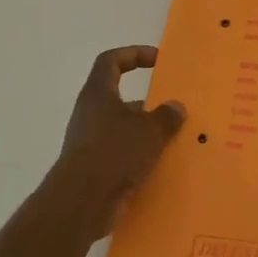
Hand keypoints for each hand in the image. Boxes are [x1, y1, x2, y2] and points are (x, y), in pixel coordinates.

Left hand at [36, 46, 185, 245]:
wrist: (82, 202)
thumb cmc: (114, 153)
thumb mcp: (150, 131)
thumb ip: (166, 116)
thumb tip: (175, 107)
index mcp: (98, 94)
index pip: (111, 60)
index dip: (134, 54)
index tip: (157, 59)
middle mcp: (90, 113)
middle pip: (119, 96)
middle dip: (147, 101)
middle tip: (173, 107)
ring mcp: (89, 141)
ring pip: (122, 128)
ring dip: (145, 131)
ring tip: (174, 139)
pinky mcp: (94, 167)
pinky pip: (121, 153)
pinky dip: (139, 156)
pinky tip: (161, 165)